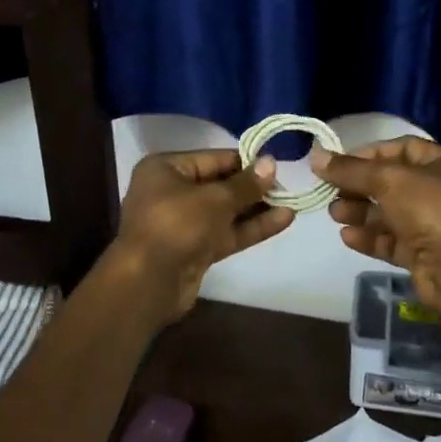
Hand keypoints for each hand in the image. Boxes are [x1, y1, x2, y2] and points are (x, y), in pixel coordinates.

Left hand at [104, 149, 294, 326]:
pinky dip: (251, 227)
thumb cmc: (176, 225)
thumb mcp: (215, 199)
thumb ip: (245, 184)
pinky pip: (226, 233)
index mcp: (166, 169)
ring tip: (292, 201)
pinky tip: (283, 220)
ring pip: (225, 211)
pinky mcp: (195, 250)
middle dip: (253, 187)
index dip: (246, 161)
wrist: (148, 283)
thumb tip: (271, 163)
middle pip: (220, 184)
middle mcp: (172, 192)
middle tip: (288, 185)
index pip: (213, 158)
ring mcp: (183, 223)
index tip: (277, 164)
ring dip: (257, 208)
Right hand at [312, 136, 440, 345]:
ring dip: (360, 212)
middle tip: (331, 191)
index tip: (338, 163)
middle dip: (359, 186)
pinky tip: (347, 236)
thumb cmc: (432, 208)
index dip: (368, 154)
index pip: (401, 149)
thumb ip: (350, 169)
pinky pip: (391, 240)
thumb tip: (315, 156)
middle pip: (392, 182)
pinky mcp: (424, 254)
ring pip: (389, 213)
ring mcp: (433, 224)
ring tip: (335, 214)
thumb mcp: (388, 179)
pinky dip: (370, 237)